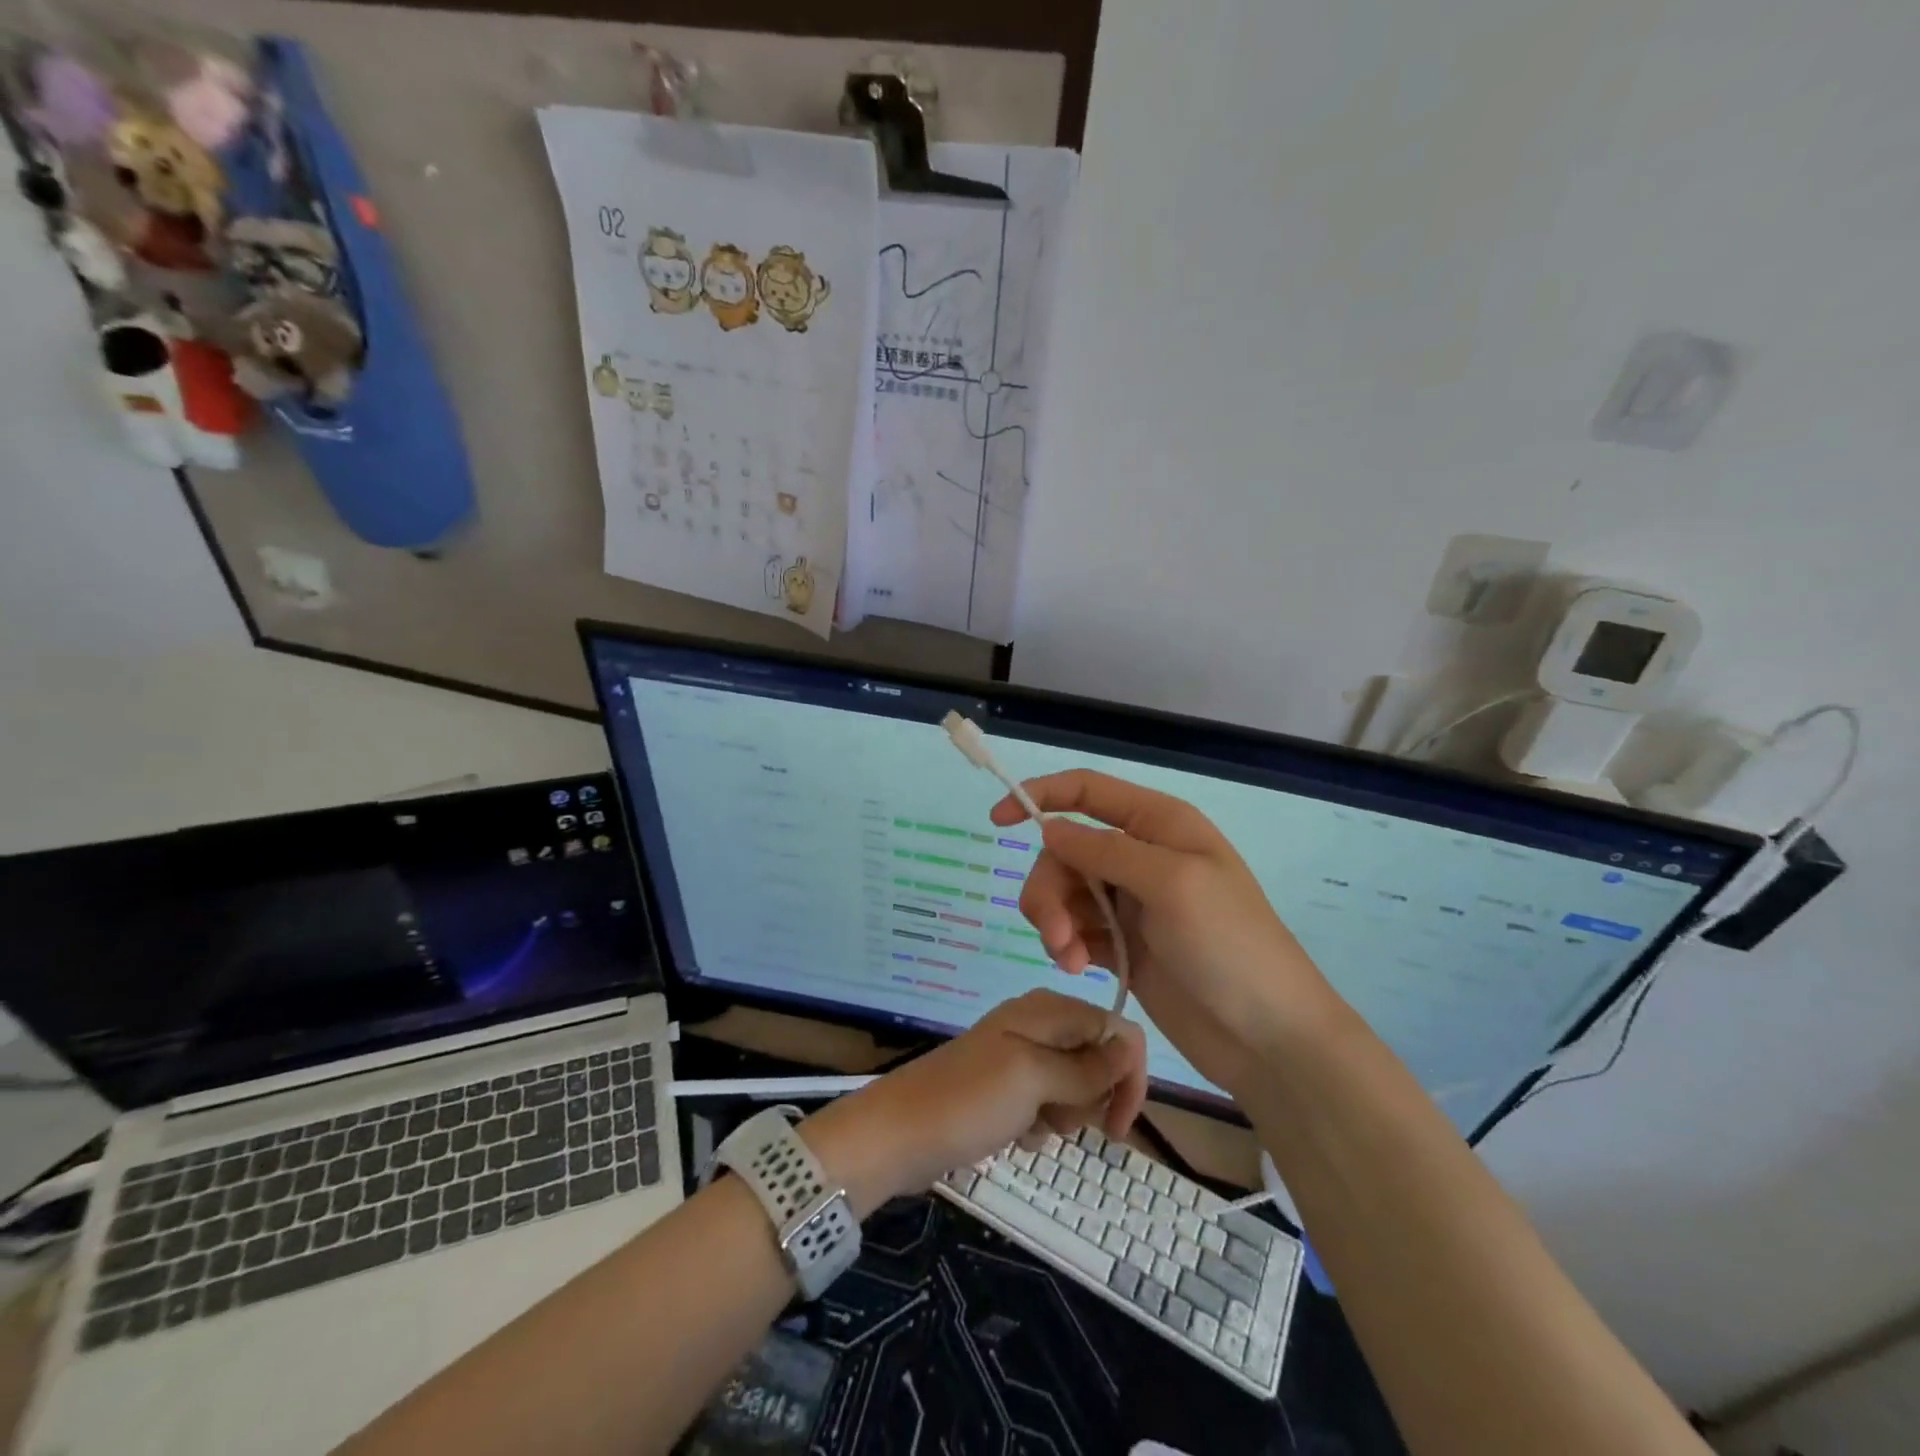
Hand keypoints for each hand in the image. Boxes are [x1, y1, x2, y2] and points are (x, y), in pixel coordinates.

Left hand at [804, 990, 1146, 1211]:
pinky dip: (1040, 1124)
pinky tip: (1015, 1134)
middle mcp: (1038, 1026)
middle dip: (1090, 1098)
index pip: (1116, 1030)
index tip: (1119, 1124)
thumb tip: (1131, 1046)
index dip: (1128, 1075)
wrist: (899, 1134)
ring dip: (1064, 1115)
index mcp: (1047, 1010)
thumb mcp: (1034, 1079)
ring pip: (1075, 1088)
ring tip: (1029, 1125)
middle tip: (1056, 1118)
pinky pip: (1048, 1106)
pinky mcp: (1007, 1088)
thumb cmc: (968, 1101)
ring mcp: (1021, 1058)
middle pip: (1098, 1060)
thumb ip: (1087, 1066)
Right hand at [993, 770, 1338, 1095]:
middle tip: (1054, 930)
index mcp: (1158, 825)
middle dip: (1049, 886)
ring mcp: (1130, 903)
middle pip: (1064, 850)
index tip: (997, 821)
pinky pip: (1073, 929)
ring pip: (1063, 892)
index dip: (1040, 796)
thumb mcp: (1170, 884)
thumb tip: (1049, 828)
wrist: (1266, 1037)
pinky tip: (1076, 968)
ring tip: (1067, 957)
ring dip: (1054, 920)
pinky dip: (1065, 943)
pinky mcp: (1121, 945)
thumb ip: (1105, 852)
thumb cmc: (1230, 946)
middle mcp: (1140, 856)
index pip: (1087, 791)